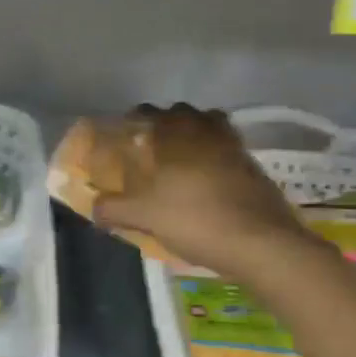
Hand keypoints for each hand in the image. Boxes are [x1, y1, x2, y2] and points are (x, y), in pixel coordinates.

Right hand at [90, 104, 307, 273]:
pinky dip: (216, 158)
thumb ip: (115, 209)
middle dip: (168, 124)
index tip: (125, 133)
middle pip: (185, 114)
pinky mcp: (254, 169)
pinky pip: (228, 151)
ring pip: (211, 129)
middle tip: (153, 147)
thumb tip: (94, 207)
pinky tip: (207, 182)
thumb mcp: (145, 217)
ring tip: (182, 162)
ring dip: (196, 137)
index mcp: (177, 135)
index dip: (135, 119)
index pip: (150, 113)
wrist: (261, 244)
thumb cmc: (196, 220)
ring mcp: (235, 149)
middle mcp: (207, 132)